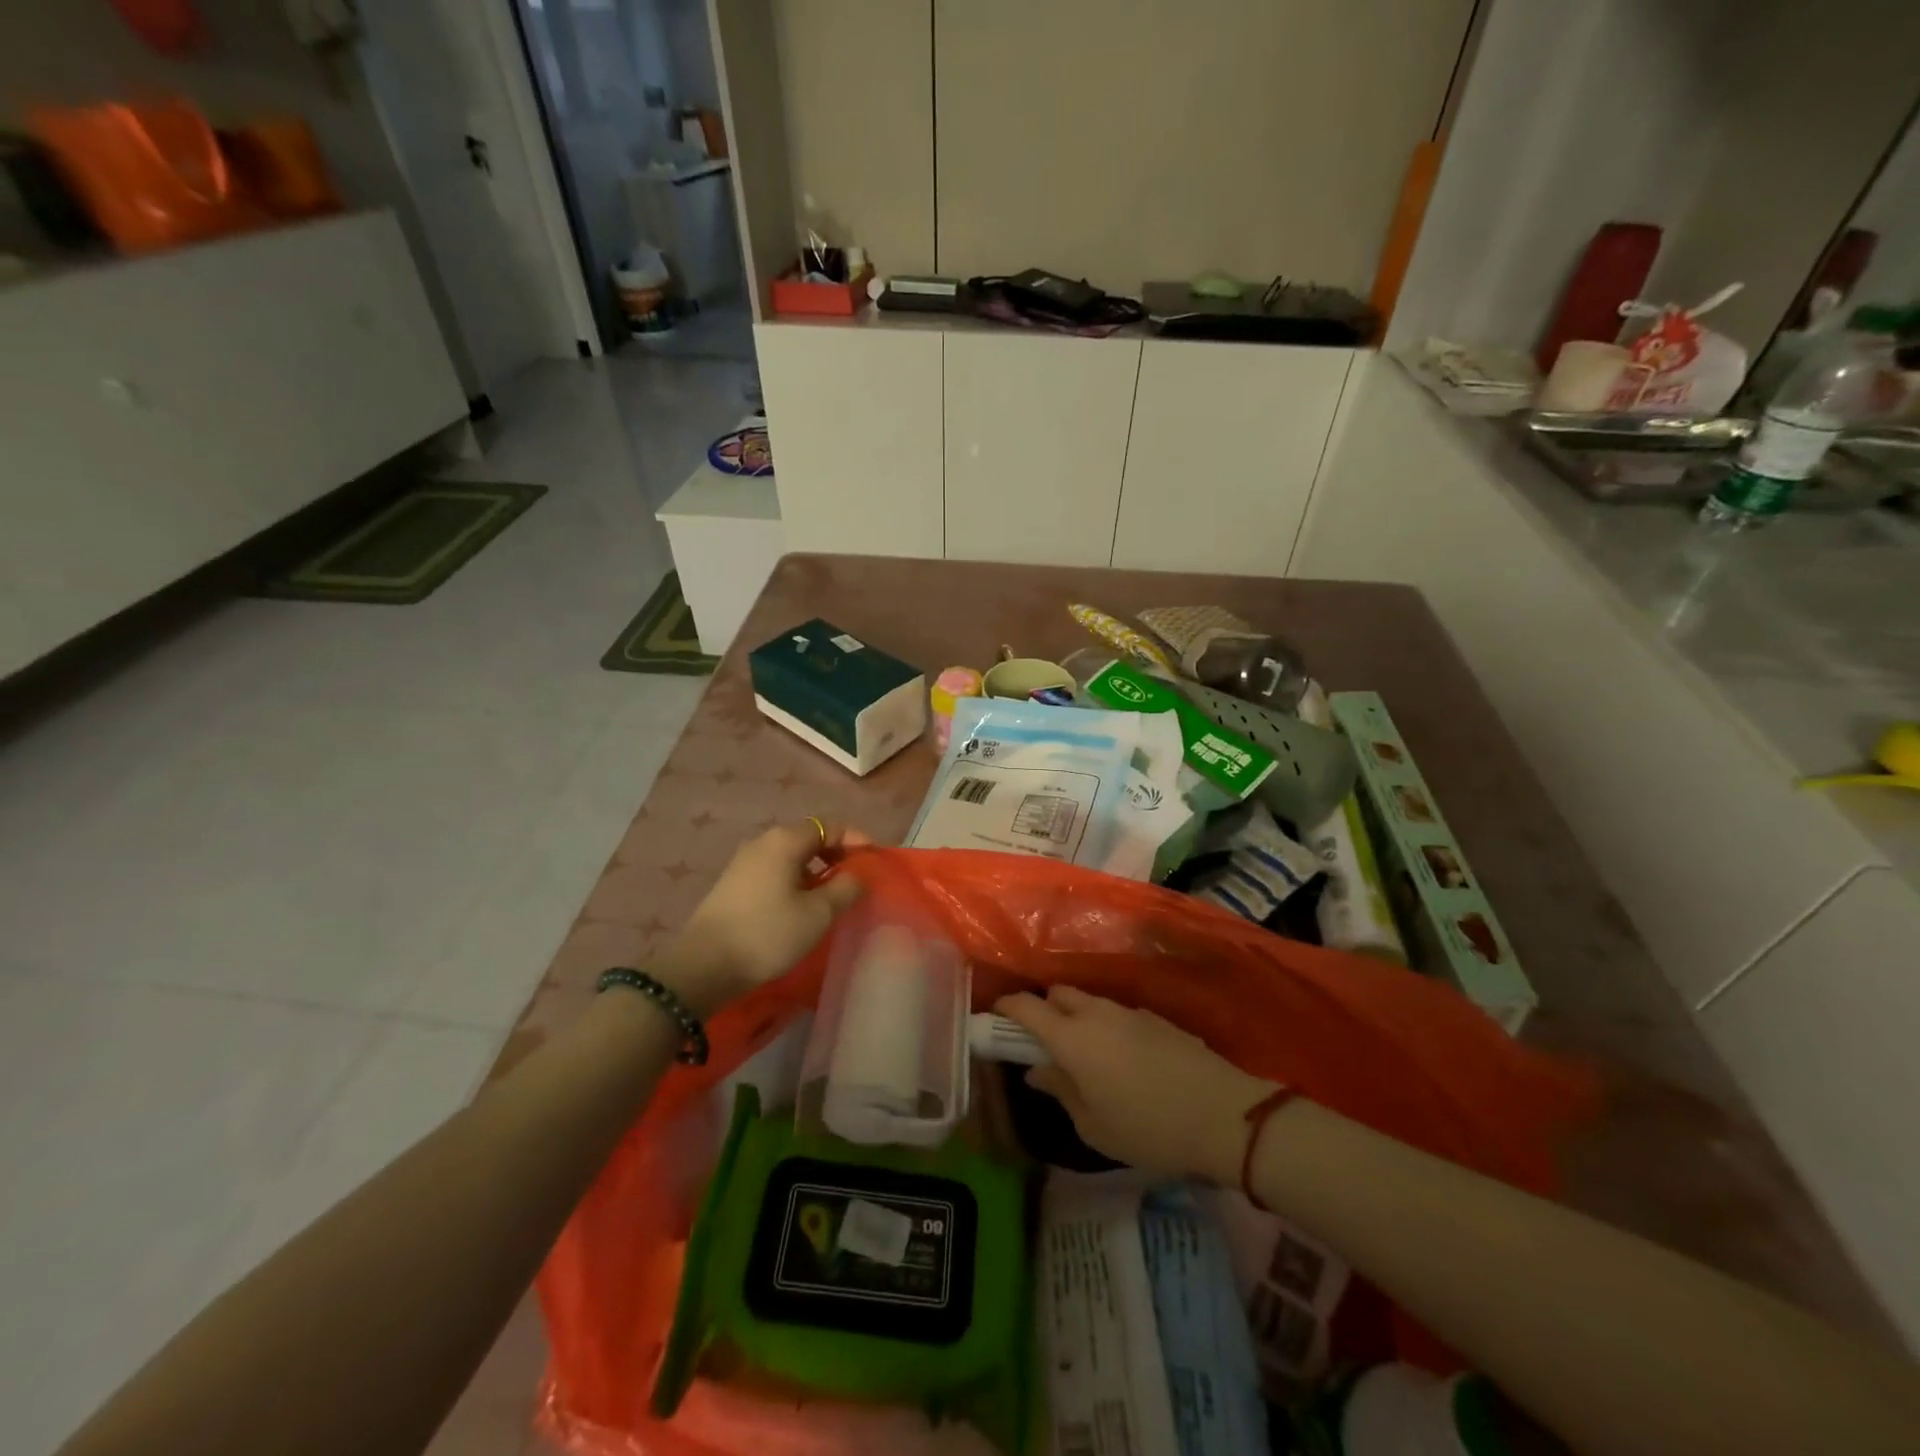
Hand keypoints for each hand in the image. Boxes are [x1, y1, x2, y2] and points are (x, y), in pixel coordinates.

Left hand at [659, 822, 868, 1015]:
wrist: (703, 966)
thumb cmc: (768, 933)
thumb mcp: (818, 913)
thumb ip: (845, 888)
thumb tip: (857, 874)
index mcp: (785, 840)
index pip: (830, 826)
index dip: (857, 839)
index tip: (875, 861)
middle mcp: (763, 842)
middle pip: (809, 838)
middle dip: (837, 855)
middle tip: (857, 879)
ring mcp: (744, 863)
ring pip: (791, 858)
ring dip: (816, 871)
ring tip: (834, 897)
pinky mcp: (734, 885)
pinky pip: (775, 873)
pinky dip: (796, 881)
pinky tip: (802, 908)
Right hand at [997, 986, 1275, 1180]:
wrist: (1223, 1115)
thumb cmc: (1149, 1128)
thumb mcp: (1094, 1125)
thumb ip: (1060, 1090)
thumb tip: (1037, 1070)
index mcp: (1072, 1038)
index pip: (1027, 1006)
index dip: (1007, 1007)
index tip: (997, 1017)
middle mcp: (1096, 1014)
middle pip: (1059, 993)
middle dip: (1045, 1008)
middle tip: (1045, 1042)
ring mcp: (1129, 1012)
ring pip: (1090, 1001)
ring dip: (1077, 1016)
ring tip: (1086, 1054)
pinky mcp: (1157, 1018)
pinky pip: (1117, 1013)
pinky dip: (1107, 1025)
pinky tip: (1122, 1059)